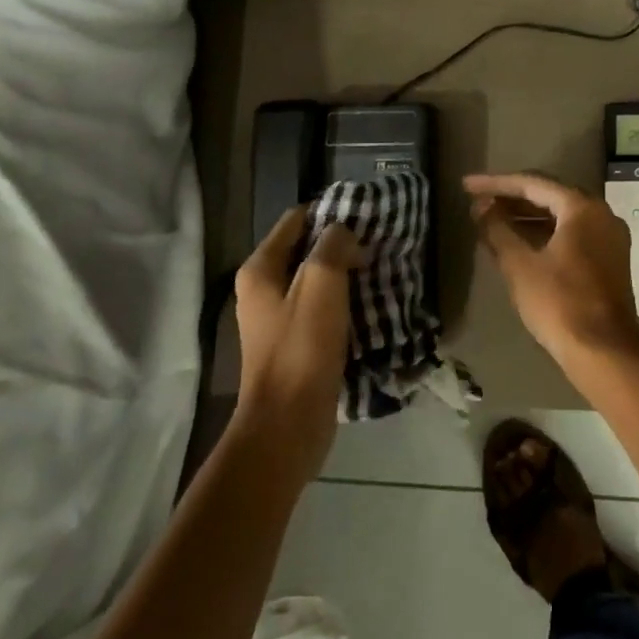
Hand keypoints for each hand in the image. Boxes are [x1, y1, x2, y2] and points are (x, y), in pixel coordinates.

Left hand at [232, 208, 362, 483]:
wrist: (287, 425)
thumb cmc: (302, 348)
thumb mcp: (322, 284)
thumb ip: (333, 246)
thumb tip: (344, 234)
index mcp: (260, 270)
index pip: (295, 220)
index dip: (329, 213)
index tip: (365, 217)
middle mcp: (262, 290)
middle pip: (305, 250)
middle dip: (340, 245)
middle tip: (376, 245)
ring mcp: (276, 320)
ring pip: (316, 281)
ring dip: (345, 275)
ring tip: (378, 272)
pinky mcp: (294, 345)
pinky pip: (321, 309)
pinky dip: (343, 303)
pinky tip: (369, 306)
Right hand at [465, 172, 638, 367]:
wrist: (604, 351)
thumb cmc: (560, 303)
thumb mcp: (520, 265)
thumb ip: (498, 230)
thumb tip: (481, 207)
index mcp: (582, 207)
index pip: (533, 184)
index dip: (496, 184)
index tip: (467, 186)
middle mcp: (601, 213)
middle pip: (550, 196)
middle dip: (512, 198)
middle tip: (478, 201)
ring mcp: (609, 237)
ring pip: (562, 216)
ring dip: (527, 217)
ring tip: (491, 220)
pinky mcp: (610, 259)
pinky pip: (572, 234)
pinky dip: (545, 233)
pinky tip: (519, 242)